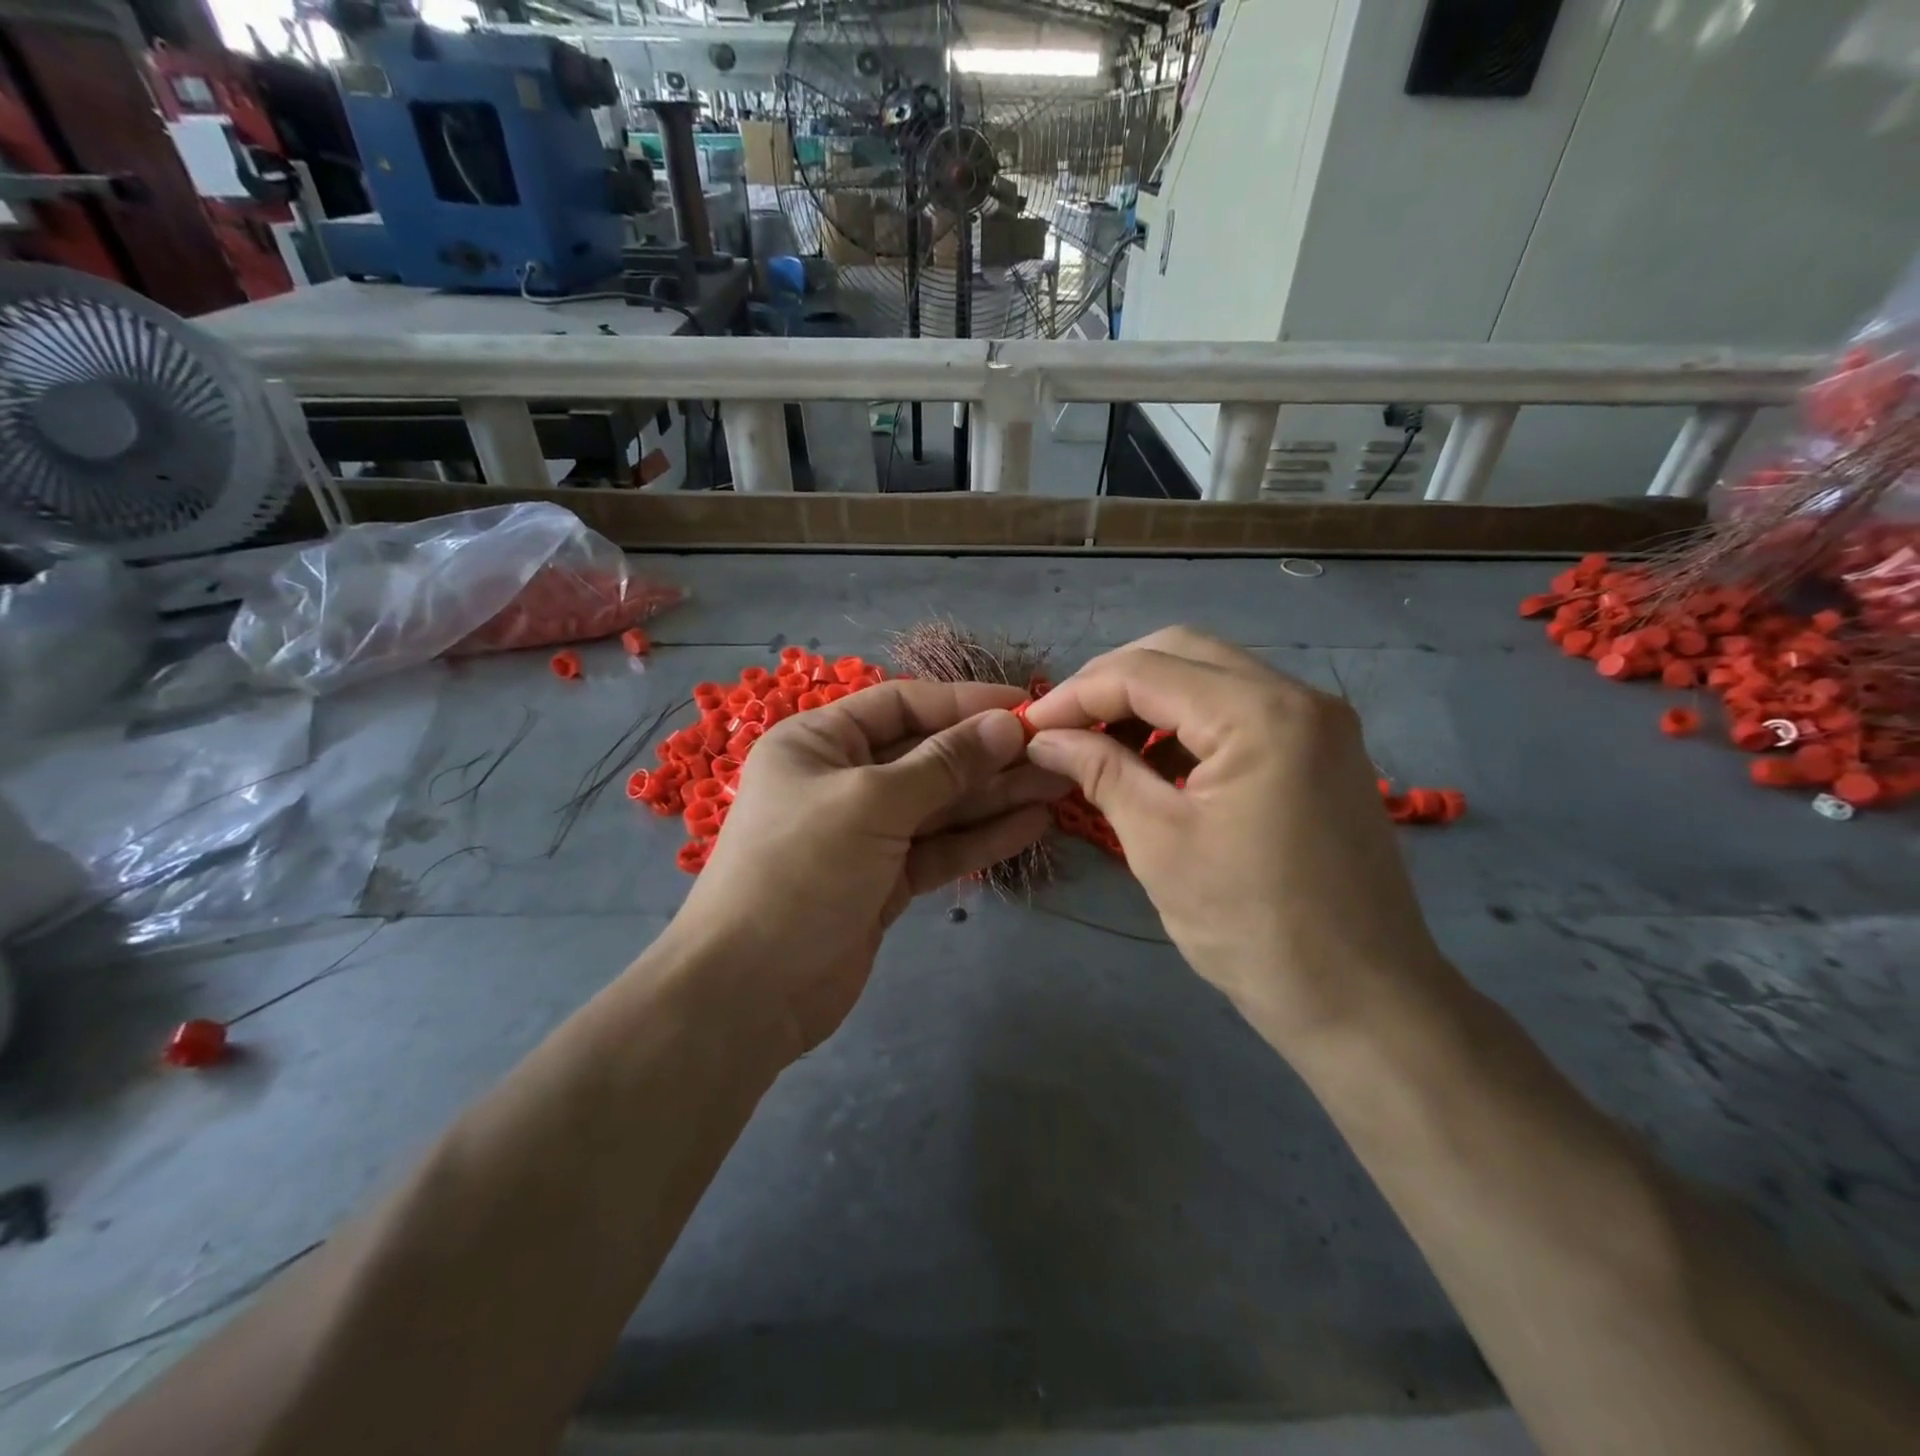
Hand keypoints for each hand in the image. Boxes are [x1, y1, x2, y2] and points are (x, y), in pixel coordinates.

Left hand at [675, 680, 1063, 1055]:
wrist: (750, 992)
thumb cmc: (800, 871)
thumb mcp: (872, 803)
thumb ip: (943, 764)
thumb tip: (1006, 725)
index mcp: (820, 742)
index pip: (902, 705)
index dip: (964, 702)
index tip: (1024, 706)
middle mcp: (843, 779)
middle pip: (927, 755)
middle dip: (988, 754)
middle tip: (1056, 751)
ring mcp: (866, 834)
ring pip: (940, 805)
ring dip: (995, 796)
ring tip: (1058, 784)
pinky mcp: (885, 880)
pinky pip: (939, 849)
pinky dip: (981, 838)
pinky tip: (1031, 825)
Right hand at [1021, 627, 1446, 1049]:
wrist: (1363, 1002)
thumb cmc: (1253, 927)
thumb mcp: (1160, 845)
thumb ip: (1100, 772)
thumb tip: (1044, 737)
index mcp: (1261, 714)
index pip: (1146, 671)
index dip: (1076, 693)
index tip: (1029, 726)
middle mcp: (1298, 696)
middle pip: (1181, 652)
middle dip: (1111, 682)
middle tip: (1063, 725)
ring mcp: (1318, 721)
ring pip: (1211, 675)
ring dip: (1149, 699)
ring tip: (1100, 744)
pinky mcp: (1322, 750)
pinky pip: (1240, 709)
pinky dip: (1187, 723)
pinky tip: (1154, 762)